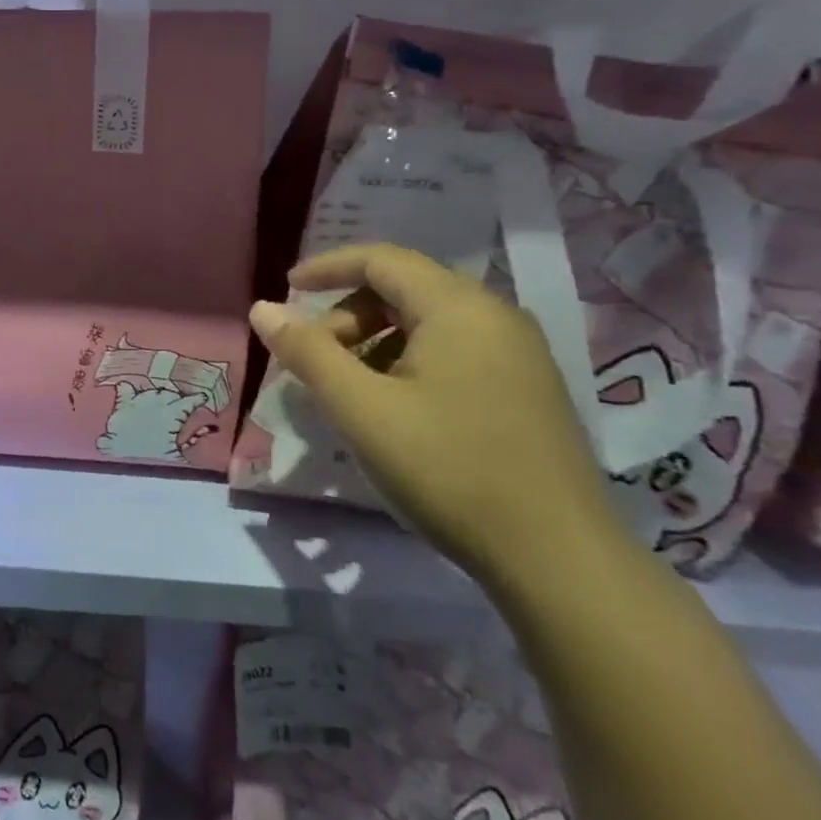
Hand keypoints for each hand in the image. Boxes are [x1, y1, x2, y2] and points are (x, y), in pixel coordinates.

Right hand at [249, 244, 625, 584]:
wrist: (558, 560)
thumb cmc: (448, 469)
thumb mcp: (361, 409)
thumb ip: (307, 352)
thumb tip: (262, 309)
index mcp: (459, 308)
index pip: (381, 260)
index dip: (326, 267)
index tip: (286, 291)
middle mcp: (496, 317)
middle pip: (404, 289)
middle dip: (348, 315)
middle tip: (316, 359)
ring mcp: (519, 355)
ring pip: (428, 324)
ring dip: (376, 342)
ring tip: (349, 390)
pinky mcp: (528, 390)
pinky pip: (454, 352)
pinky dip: (409, 363)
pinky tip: (394, 409)